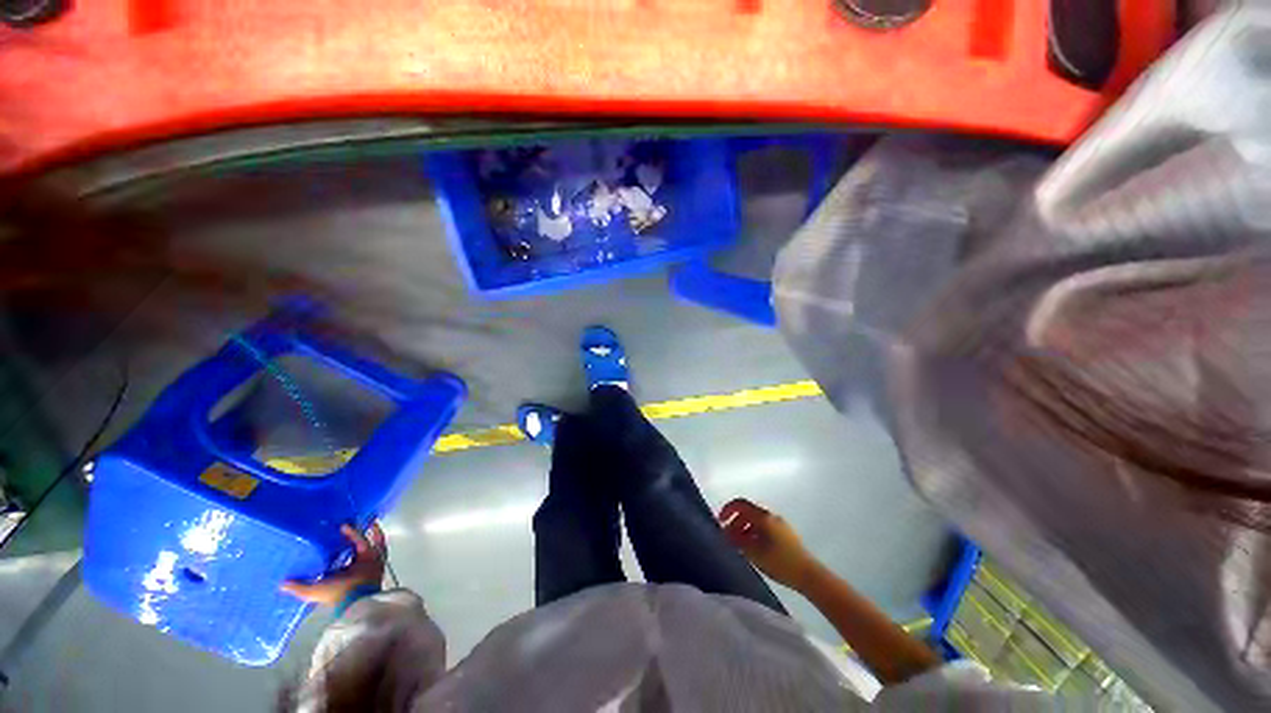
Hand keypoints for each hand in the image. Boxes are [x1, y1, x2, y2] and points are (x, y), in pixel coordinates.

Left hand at [281, 523, 386, 605]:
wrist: (357, 594)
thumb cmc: (335, 593)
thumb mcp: (312, 592)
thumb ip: (298, 587)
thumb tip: (280, 583)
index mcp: (338, 576)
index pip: (334, 561)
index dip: (329, 551)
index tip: (323, 540)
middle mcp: (352, 567)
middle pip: (349, 549)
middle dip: (345, 538)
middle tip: (338, 526)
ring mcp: (365, 561)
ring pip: (362, 543)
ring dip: (357, 533)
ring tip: (349, 522)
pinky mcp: (375, 555)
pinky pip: (376, 541)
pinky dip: (373, 532)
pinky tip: (367, 524)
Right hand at [719, 499, 818, 591]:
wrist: (809, 575)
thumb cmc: (780, 562)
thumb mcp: (754, 553)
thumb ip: (738, 540)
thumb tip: (725, 532)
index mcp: (763, 517)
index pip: (741, 504)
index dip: (728, 510)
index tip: (720, 521)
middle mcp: (771, 516)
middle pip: (748, 512)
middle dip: (735, 521)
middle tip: (729, 537)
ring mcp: (780, 524)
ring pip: (757, 520)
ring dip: (745, 528)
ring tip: (740, 545)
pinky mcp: (786, 534)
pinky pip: (765, 527)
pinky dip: (755, 533)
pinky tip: (755, 549)